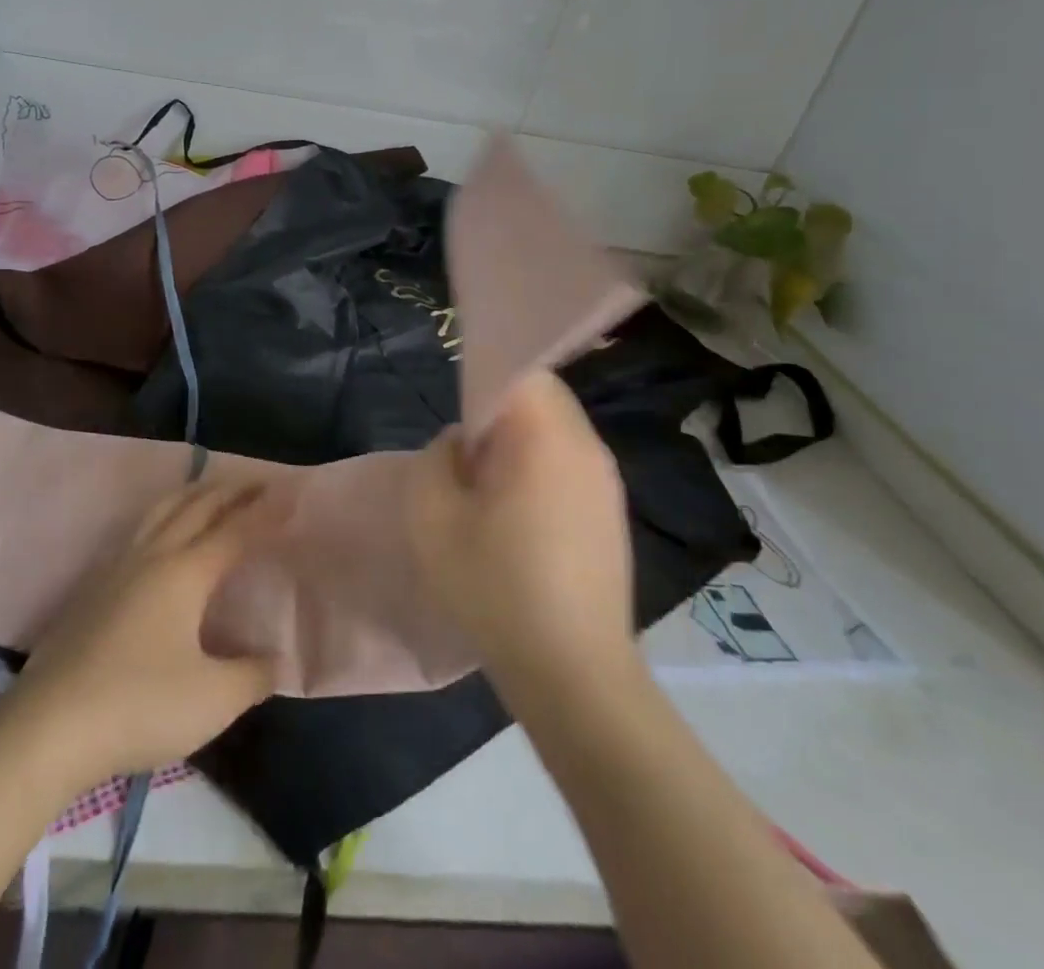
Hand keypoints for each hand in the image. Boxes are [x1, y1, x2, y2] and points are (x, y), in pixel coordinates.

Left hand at [13, 477, 283, 782]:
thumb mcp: (213, 699)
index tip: (291, 493)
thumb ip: (252, 675)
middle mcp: (152, 556)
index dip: (265, 513)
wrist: (50, 726)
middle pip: (196, 507)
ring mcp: (116, 568)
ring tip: (211, 491)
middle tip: (258, 481)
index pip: (235, 531)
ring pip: (160, 512)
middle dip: (230, 491)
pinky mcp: (93, 587)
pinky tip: (161, 535)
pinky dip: (164, 516)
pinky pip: (138, 530)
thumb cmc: (140, 705)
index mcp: (185, 572)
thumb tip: (277, 659)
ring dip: (192, 495)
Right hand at [407, 371, 637, 690]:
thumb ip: (437, 457)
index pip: (522, 367)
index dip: (485, 373)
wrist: (574, 676)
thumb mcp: (432, 516)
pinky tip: (516, 522)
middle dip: (497, 412)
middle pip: (541, 397)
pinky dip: (538, 471)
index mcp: (548, 437)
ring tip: (485, 492)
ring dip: (517, 444)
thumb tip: (463, 443)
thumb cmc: (495, 587)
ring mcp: (606, 483)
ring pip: (555, 432)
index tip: (459, 411)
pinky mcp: (611, 515)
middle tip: (465, 458)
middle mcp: (588, 448)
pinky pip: (568, 466)